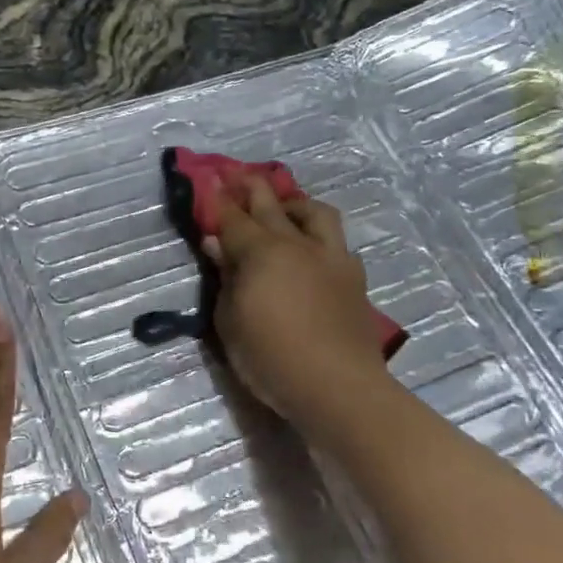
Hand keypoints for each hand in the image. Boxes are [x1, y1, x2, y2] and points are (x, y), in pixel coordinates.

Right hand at [206, 178, 398, 447]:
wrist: (338, 387)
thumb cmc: (271, 357)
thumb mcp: (230, 321)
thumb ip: (225, 277)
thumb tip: (216, 244)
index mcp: (261, 252)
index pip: (233, 216)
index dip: (218, 197)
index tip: (209, 179)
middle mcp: (296, 244)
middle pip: (271, 203)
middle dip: (251, 186)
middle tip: (238, 176)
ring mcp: (330, 257)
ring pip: (315, 212)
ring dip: (295, 204)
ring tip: (284, 210)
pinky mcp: (353, 277)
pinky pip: (337, 243)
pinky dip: (321, 238)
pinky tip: (314, 251)